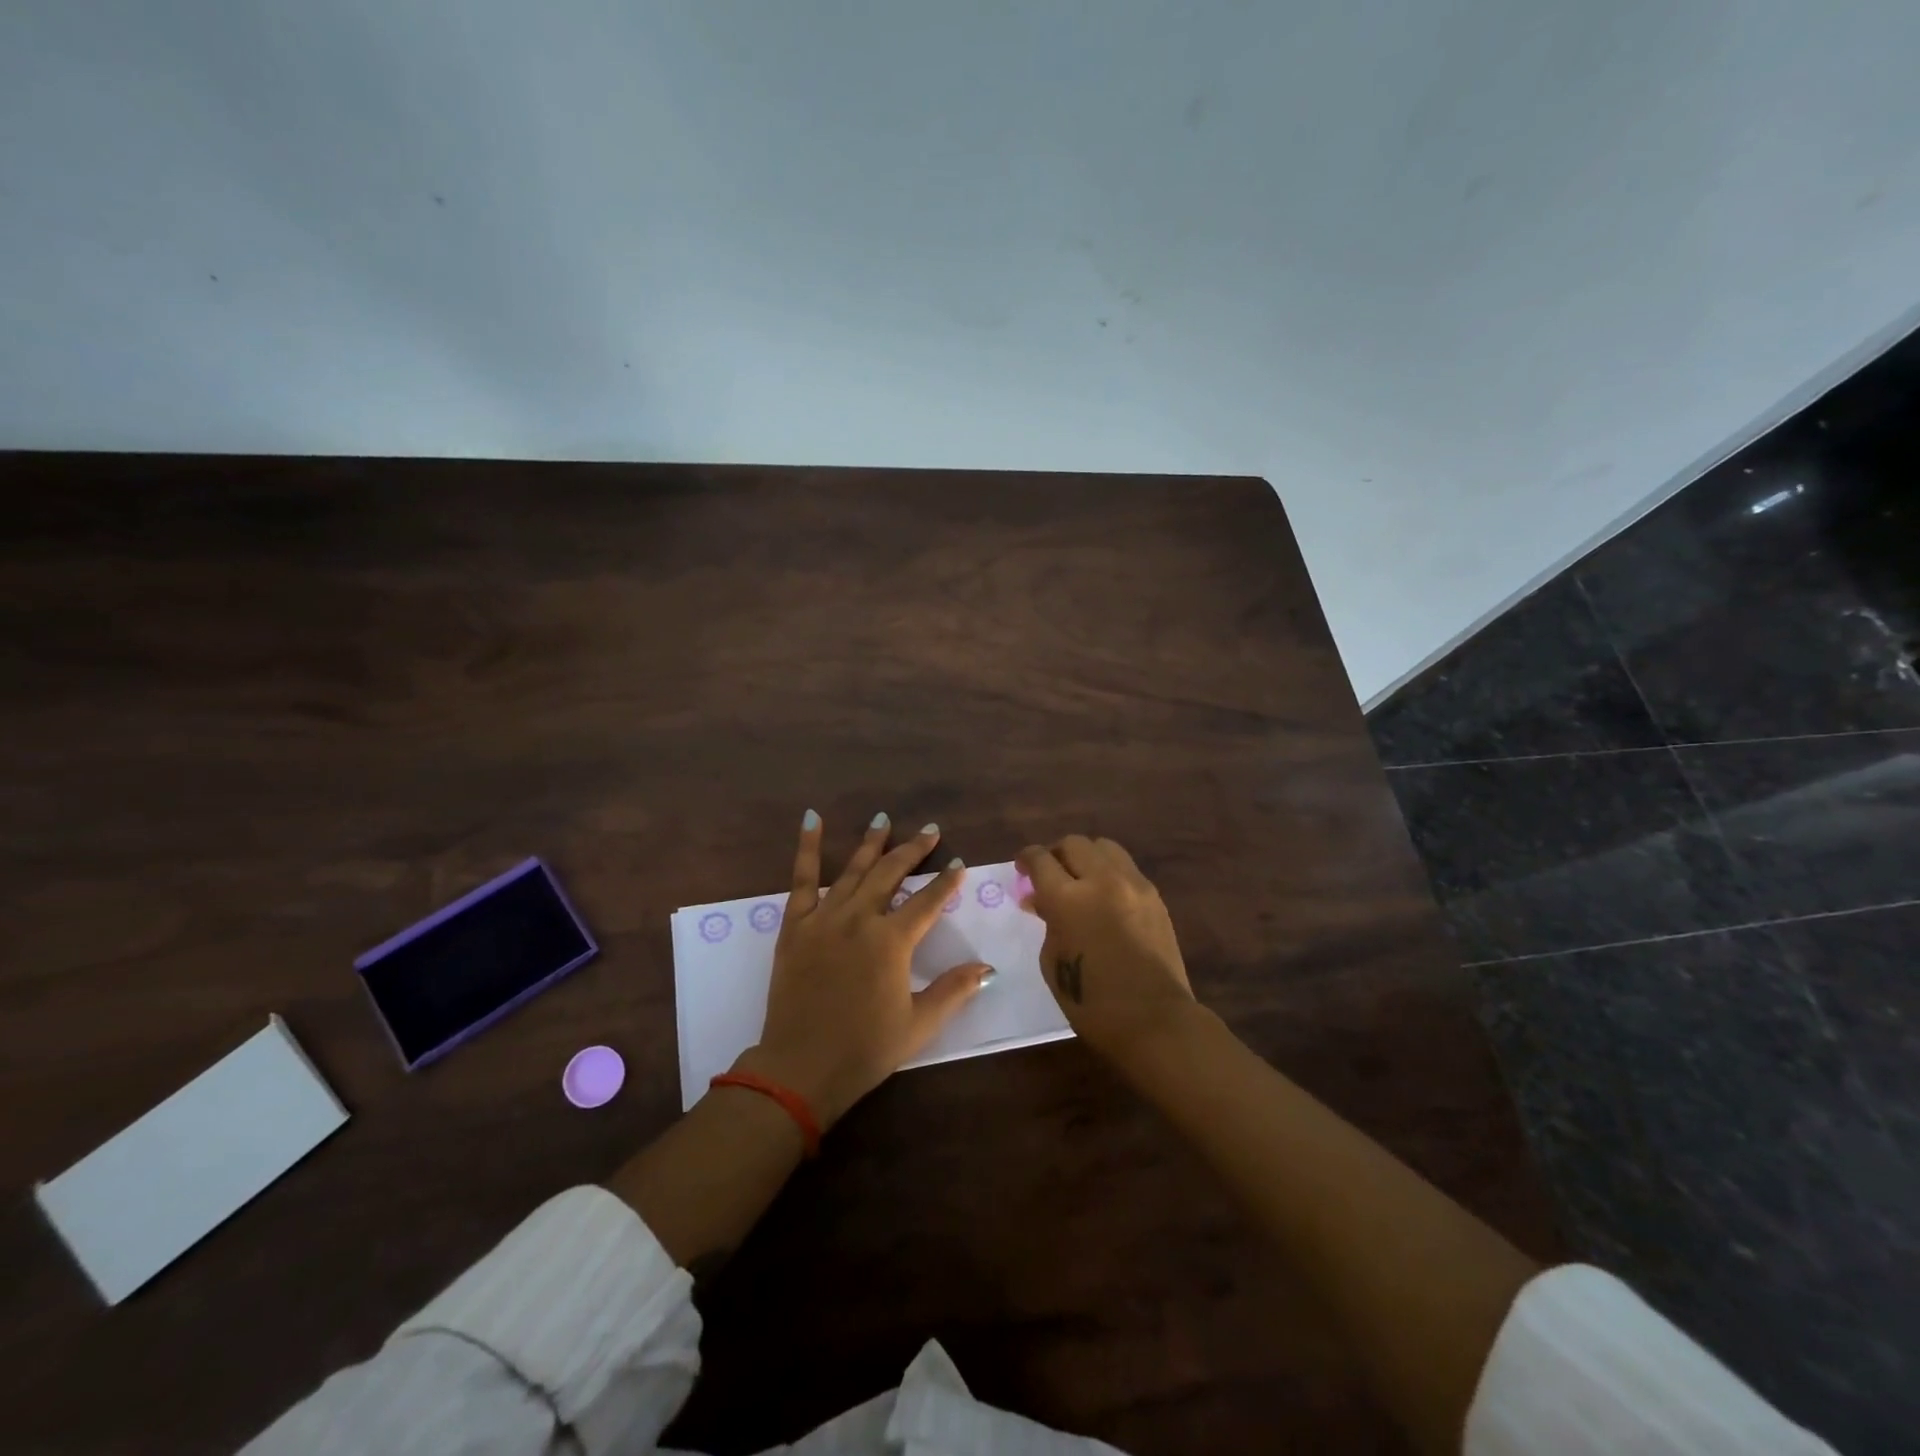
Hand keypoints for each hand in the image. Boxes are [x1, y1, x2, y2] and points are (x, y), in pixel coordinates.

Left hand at [740, 811, 991, 1128]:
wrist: (800, 1069)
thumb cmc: (864, 1049)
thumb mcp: (919, 1024)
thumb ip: (954, 990)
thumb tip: (988, 968)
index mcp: (892, 941)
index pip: (928, 901)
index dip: (947, 882)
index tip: (959, 863)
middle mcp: (860, 918)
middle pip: (891, 873)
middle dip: (913, 850)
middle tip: (931, 830)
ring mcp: (824, 918)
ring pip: (853, 870)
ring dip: (872, 843)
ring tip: (884, 819)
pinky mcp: (795, 925)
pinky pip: (802, 880)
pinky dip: (808, 848)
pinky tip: (813, 820)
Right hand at [1017, 835, 1195, 1066]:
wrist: (1154, 1020)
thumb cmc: (1091, 1002)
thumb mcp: (1052, 961)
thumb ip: (1048, 921)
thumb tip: (1042, 901)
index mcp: (1067, 898)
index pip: (1040, 859)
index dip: (1026, 859)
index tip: (1021, 867)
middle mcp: (1101, 880)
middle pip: (1073, 844)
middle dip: (1055, 853)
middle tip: (1048, 872)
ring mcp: (1133, 884)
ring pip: (1104, 847)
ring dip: (1085, 856)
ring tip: (1080, 877)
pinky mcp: (1154, 896)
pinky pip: (1126, 868)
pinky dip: (1109, 872)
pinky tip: (1105, 895)